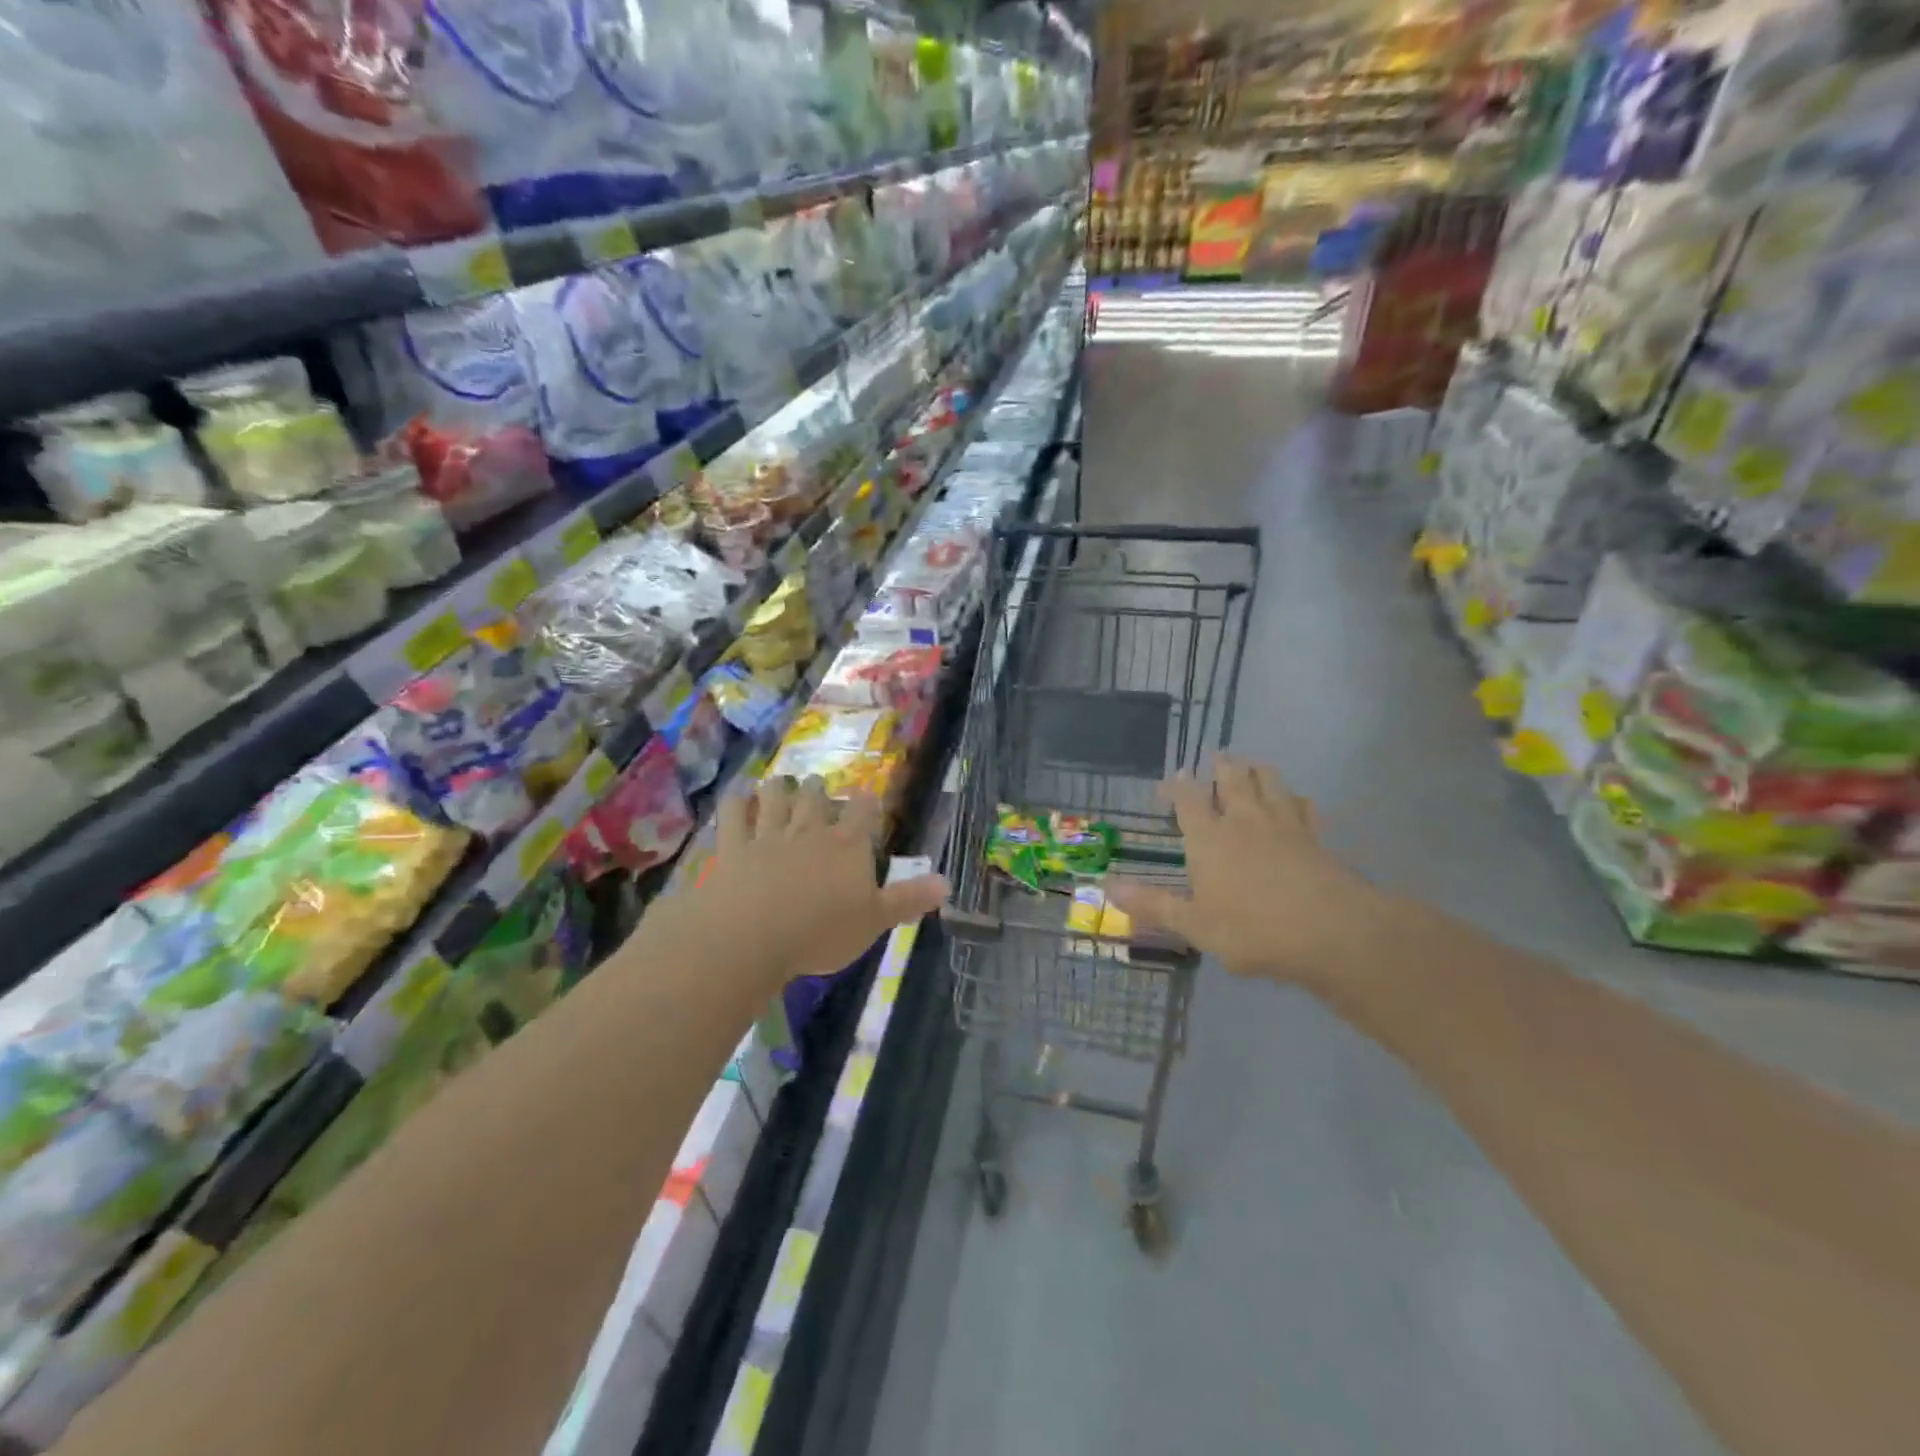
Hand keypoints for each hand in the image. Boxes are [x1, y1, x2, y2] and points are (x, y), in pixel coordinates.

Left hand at [670, 777, 947, 986]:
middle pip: (815, 798)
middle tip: (816, 784)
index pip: (864, 811)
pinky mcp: (733, 848)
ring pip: (774, 800)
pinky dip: (735, 803)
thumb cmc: (821, 933)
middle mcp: (809, 831)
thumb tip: (948, 883)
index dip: (868, 802)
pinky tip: (736, 796)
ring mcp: (768, 836)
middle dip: (817, 789)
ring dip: (778, 789)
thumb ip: (909, 899)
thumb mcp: (875, 922)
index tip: (868, 798)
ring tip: (779, 782)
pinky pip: (733, 817)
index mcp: (848, 845)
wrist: (752, 937)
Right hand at [1106, 755, 1385, 983]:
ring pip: (1270, 783)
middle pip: (1232, 781)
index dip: (1178, 786)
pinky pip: (1305, 807)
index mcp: (1209, 839)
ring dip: (1258, 771)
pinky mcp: (1315, 837)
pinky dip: (1297, 799)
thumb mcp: (1195, 924)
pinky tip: (1297, 800)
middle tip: (1217, 756)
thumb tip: (1108, 887)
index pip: (1188, 800)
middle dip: (1222, 767)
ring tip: (1252, 764)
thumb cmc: (1252, 930)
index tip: (1171, 778)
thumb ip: (1153, 904)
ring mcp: (1283, 825)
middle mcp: (1243, 821)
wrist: (1331, 932)